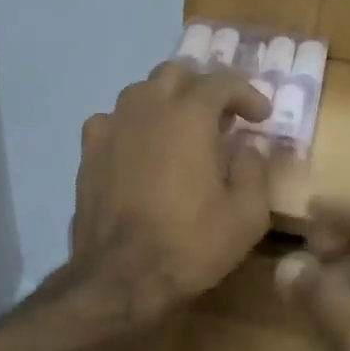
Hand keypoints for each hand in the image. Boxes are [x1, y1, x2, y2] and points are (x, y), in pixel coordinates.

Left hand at [71, 64, 272, 326]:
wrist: (120, 277)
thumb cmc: (190, 245)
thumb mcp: (246, 215)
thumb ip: (254, 169)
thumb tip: (248, 146)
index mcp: (189, 117)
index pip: (222, 82)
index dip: (248, 93)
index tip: (261, 116)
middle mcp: (146, 109)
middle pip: (176, 73)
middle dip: (203, 87)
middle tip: (222, 116)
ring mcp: (110, 128)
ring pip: (139, 92)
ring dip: (166, 100)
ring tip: (181, 128)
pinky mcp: (88, 152)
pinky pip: (111, 120)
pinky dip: (132, 124)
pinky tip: (139, 147)